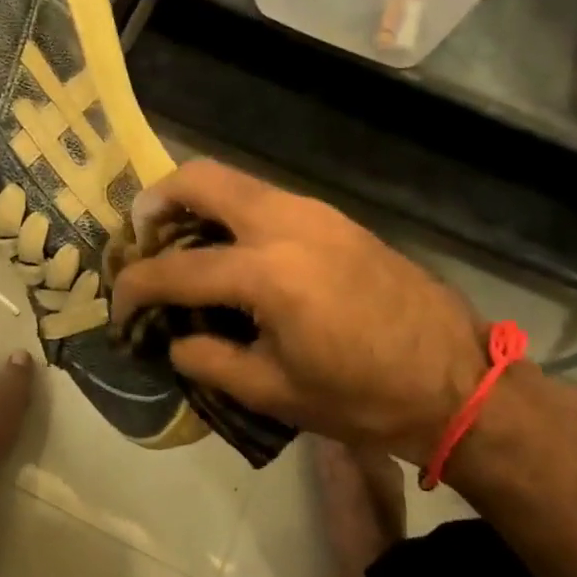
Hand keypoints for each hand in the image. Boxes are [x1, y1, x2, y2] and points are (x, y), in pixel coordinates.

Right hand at [108, 160, 488, 464]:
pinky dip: (232, 213)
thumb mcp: (275, 392)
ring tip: (182, 245)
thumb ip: (210, 361)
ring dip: (197, 204)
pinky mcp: (334, 217)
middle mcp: (286, 223)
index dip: (136, 284)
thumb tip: (174, 341)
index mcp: (268, 274)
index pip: (177, 268)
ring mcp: (314, 212)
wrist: (459, 380)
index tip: (117, 302)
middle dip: (158, 200)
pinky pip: (265, 198)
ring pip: (235, 182)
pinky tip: (233, 253)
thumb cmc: (364, 397)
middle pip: (202, 179)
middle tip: (141, 236)